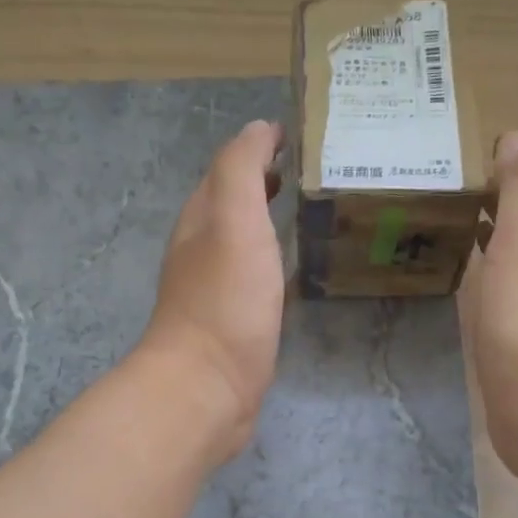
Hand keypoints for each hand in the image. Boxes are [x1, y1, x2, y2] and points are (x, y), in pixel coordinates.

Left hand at [137, 120, 286, 462]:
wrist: (207, 388)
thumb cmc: (224, 300)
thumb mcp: (234, 219)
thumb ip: (241, 169)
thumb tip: (258, 129)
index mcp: (200, 220)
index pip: (228, 170)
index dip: (260, 149)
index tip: (303, 139)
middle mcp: (203, 251)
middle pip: (234, 207)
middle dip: (267, 186)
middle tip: (316, 175)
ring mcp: (217, 292)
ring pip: (246, 244)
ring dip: (272, 225)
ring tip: (315, 216)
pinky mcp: (235, 327)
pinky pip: (257, 282)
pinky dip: (275, 266)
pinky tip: (296, 274)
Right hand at [466, 131, 517, 483]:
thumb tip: (516, 138)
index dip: (505, 171)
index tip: (461, 160)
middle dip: (493, 204)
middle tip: (444, 191)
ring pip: (511, 260)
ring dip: (487, 240)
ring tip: (445, 227)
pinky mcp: (517, 343)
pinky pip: (499, 295)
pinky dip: (482, 278)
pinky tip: (463, 285)